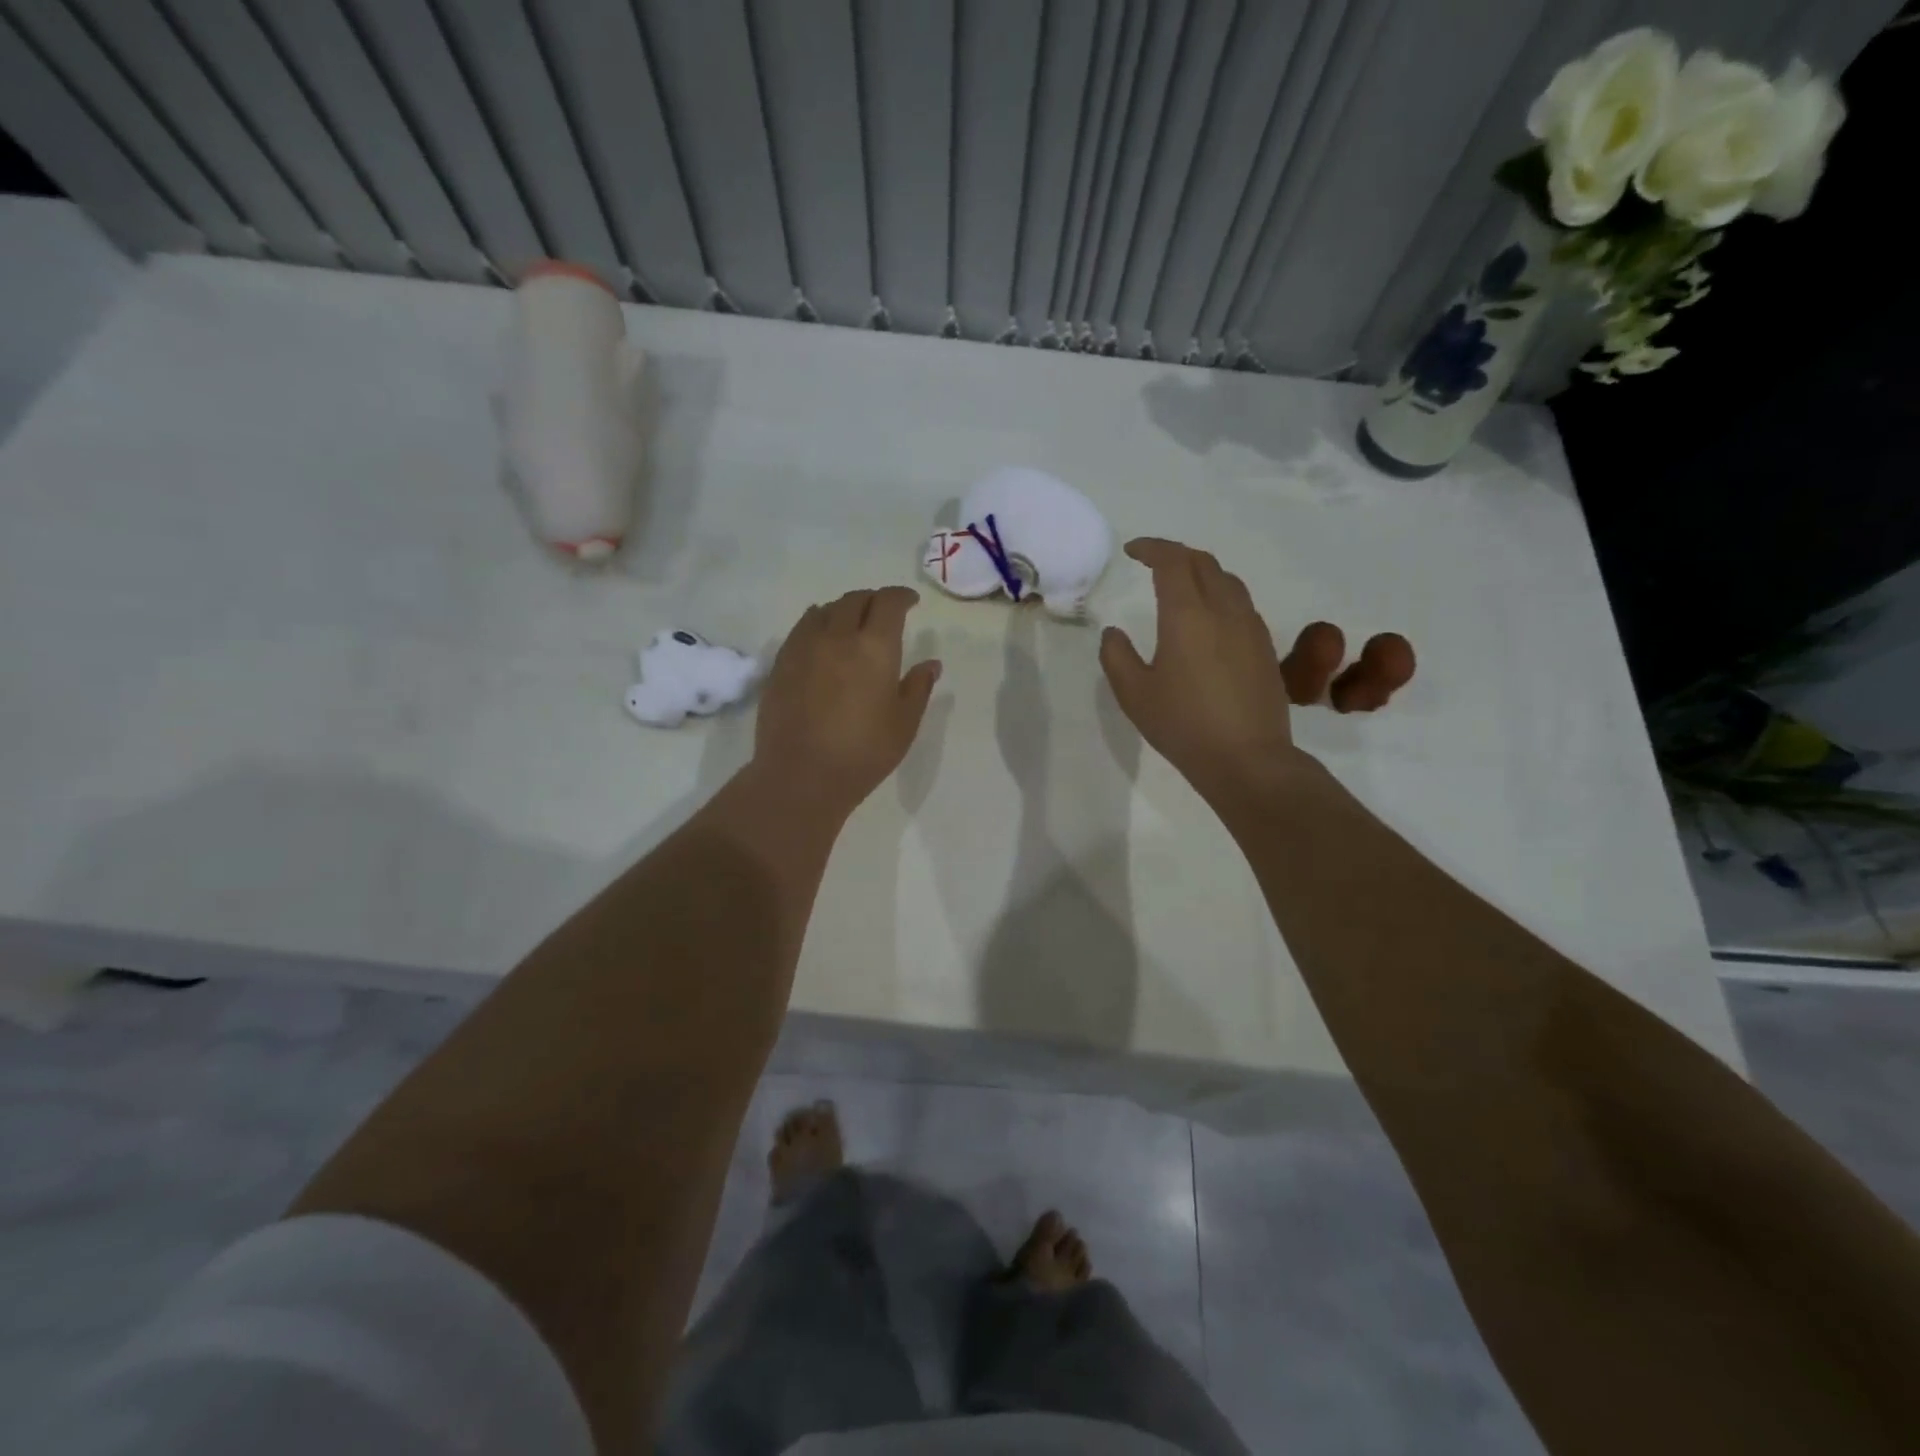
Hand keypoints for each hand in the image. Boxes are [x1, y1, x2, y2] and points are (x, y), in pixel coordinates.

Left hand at [753, 587, 941, 815]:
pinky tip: (821, 638)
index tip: (911, 602)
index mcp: (875, 647)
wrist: (801, 776)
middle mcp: (838, 636)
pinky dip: (817, 623)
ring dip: (844, 609)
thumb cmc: (863, 752)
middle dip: (873, 599)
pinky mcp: (781, 663)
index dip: (901, 596)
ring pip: (825, 610)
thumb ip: (918, 688)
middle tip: (883, 612)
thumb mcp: (904, 724)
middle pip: (855, 600)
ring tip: (851, 622)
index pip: (888, 603)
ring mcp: (804, 647)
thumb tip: (931, 664)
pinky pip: (802, 628)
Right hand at [1099, 538, 1303, 804]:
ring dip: (1201, 572)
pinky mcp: (1265, 648)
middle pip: (1203, 563)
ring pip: (1228, 581)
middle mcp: (1224, 611)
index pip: (1172, 561)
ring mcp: (1251, 628)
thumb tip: (1114, 633)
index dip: (1152, 548)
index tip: (1132, 551)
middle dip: (1176, 554)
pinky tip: (1208, 620)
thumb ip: (1116, 657)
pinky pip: (1241, 604)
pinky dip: (1220, 595)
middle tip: (1152, 563)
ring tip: (1181, 586)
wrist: (1247, 759)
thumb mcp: (1134, 694)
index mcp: (1187, 615)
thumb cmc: (1183, 725)